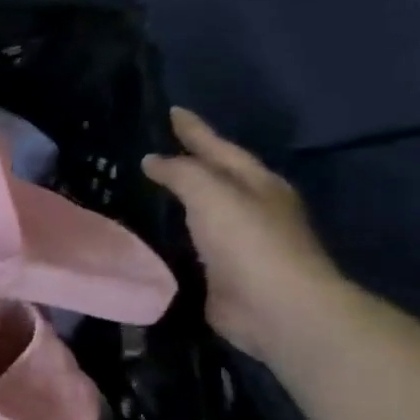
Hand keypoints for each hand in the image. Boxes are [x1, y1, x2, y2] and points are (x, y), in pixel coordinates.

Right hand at [142, 108, 345, 359]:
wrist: (275, 308)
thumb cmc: (249, 243)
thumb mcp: (213, 195)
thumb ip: (182, 174)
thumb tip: (153, 160)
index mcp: (257, 184)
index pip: (219, 148)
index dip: (195, 130)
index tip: (171, 111)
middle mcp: (250, 207)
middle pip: (216, 176)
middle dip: (190, 160)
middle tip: (155, 149)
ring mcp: (236, 241)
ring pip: (201, 208)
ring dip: (178, 197)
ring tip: (145, 187)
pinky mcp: (218, 269)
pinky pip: (188, 241)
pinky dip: (170, 231)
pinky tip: (148, 230)